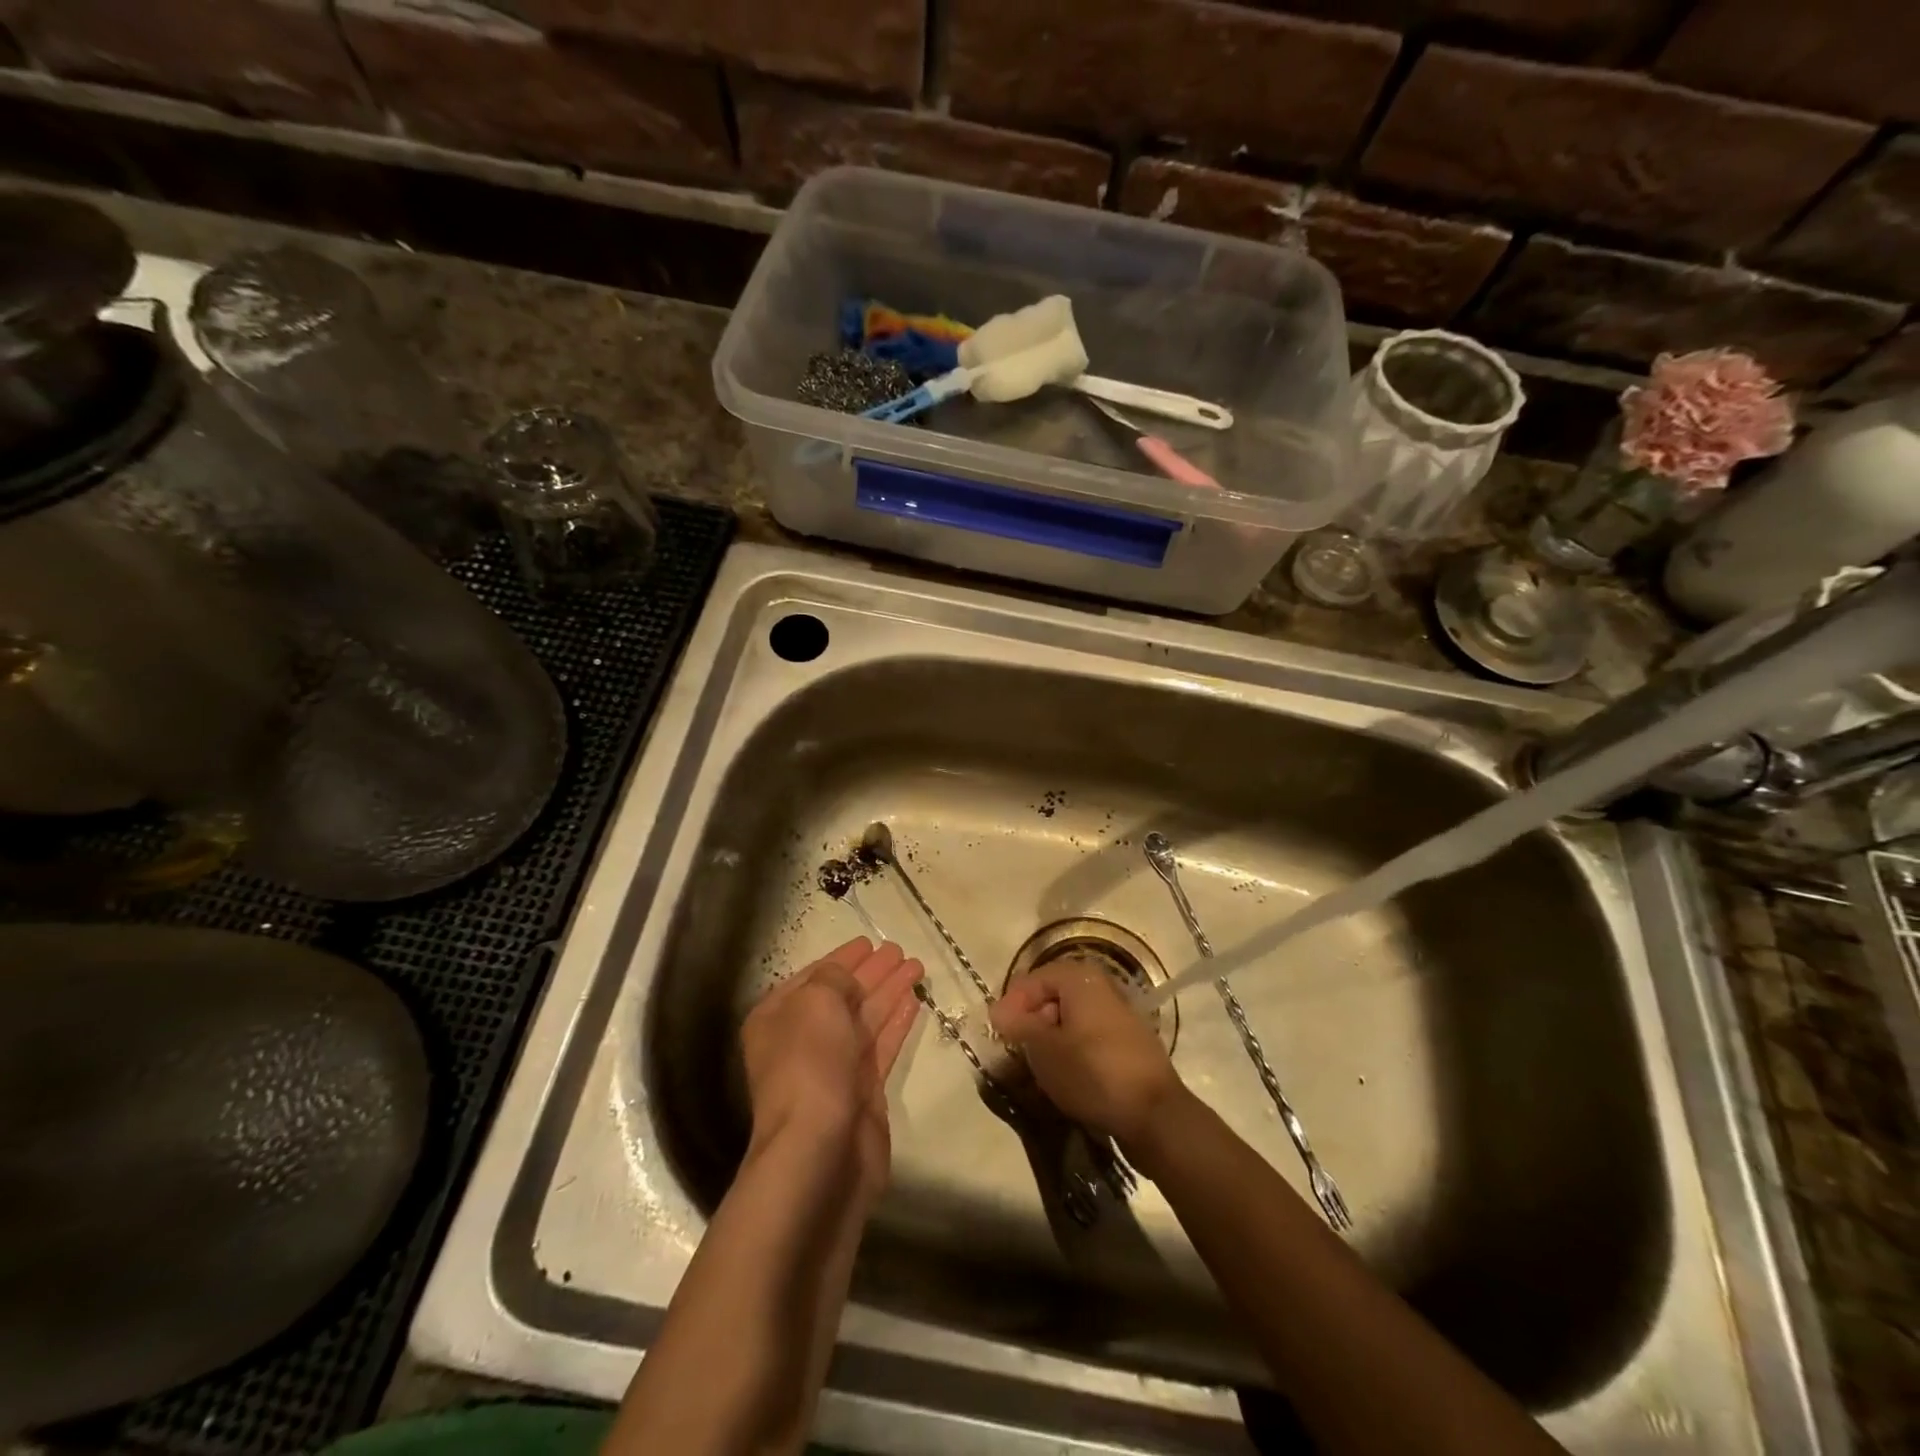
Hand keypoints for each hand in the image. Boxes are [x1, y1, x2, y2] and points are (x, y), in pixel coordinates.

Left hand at [742, 938, 922, 1203]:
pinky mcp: (863, 1091)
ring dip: (889, 991)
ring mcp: (834, 1068)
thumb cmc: (809, 1065)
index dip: (841, 958)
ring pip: (865, 1019)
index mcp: (777, 1018)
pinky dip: (897, 1022)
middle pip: (842, 997)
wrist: (818, 1151)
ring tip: (917, 966)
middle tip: (899, 951)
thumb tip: (849, 977)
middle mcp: (803, 1041)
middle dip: (870, 973)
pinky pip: (882, 1045)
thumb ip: (834, 978)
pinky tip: (914, 1001)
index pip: (813, 977)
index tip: (869, 941)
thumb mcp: (816, 1002)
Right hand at [989, 955, 1185, 1151]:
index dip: (1011, 1004)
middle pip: (1053, 995)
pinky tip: (1064, 1074)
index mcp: (1080, 978)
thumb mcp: (1044, 1048)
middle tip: (1015, 1048)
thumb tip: (998, 1010)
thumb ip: (1018, 1024)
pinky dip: (1071, 1048)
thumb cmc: (1092, 1072)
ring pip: (1071, 1017)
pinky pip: (1088, 1035)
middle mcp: (1101, 987)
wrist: (1154, 1114)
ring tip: (1036, 1064)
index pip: (1033, 979)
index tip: (998, 1033)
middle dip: (1031, 1019)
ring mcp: (1118, 1014)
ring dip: (1050, 1036)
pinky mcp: (1127, 1042)